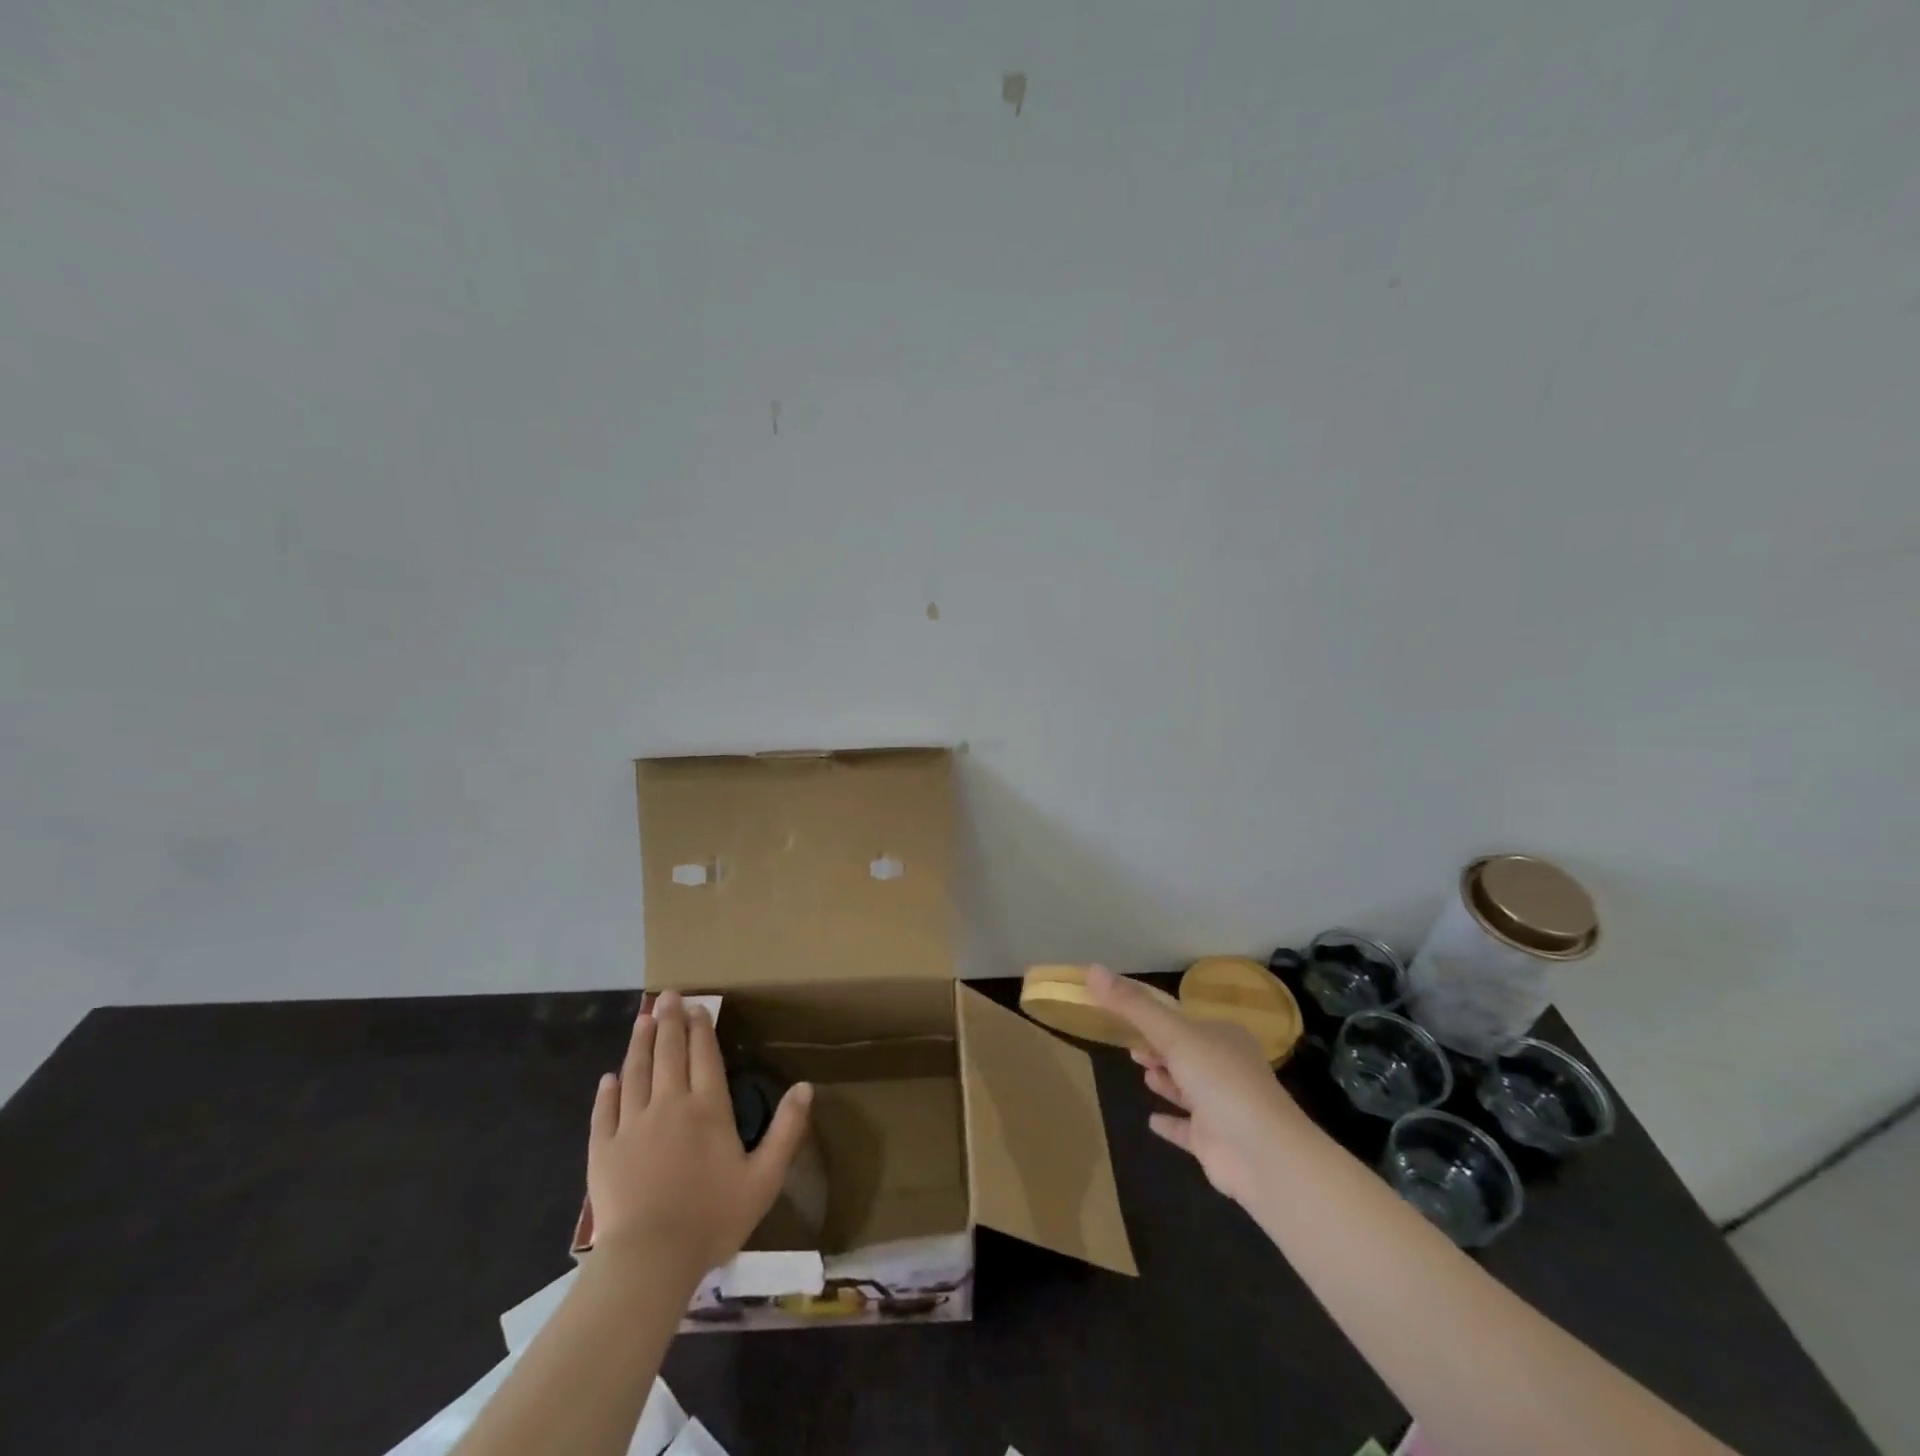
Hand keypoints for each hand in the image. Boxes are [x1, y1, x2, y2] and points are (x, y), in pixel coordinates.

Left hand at [587, 991, 812, 1281]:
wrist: (650, 1260)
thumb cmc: (712, 1218)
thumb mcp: (764, 1178)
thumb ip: (786, 1130)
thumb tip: (806, 1086)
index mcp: (708, 1108)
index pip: (704, 1055)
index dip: (702, 1028)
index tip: (698, 1005)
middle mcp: (669, 1105)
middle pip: (669, 1053)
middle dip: (670, 1021)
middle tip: (668, 995)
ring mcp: (632, 1126)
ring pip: (636, 1073)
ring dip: (640, 1043)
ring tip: (643, 1019)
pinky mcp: (604, 1150)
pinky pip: (605, 1112)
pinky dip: (607, 1091)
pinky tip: (609, 1077)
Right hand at [1088, 964, 1302, 1206]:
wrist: (1262, 1153)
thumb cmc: (1219, 1080)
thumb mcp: (1172, 1033)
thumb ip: (1132, 1005)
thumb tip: (1092, 968)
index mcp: (1222, 1036)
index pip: (1183, 1020)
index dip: (1155, 1017)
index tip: (1126, 1014)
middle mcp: (1225, 1067)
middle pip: (1185, 1051)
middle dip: (1158, 1047)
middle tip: (1130, 1045)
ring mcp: (1221, 1106)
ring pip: (1187, 1087)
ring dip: (1165, 1078)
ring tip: (1140, 1070)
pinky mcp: (1215, 1142)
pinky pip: (1187, 1128)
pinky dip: (1170, 1122)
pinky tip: (1151, 1121)